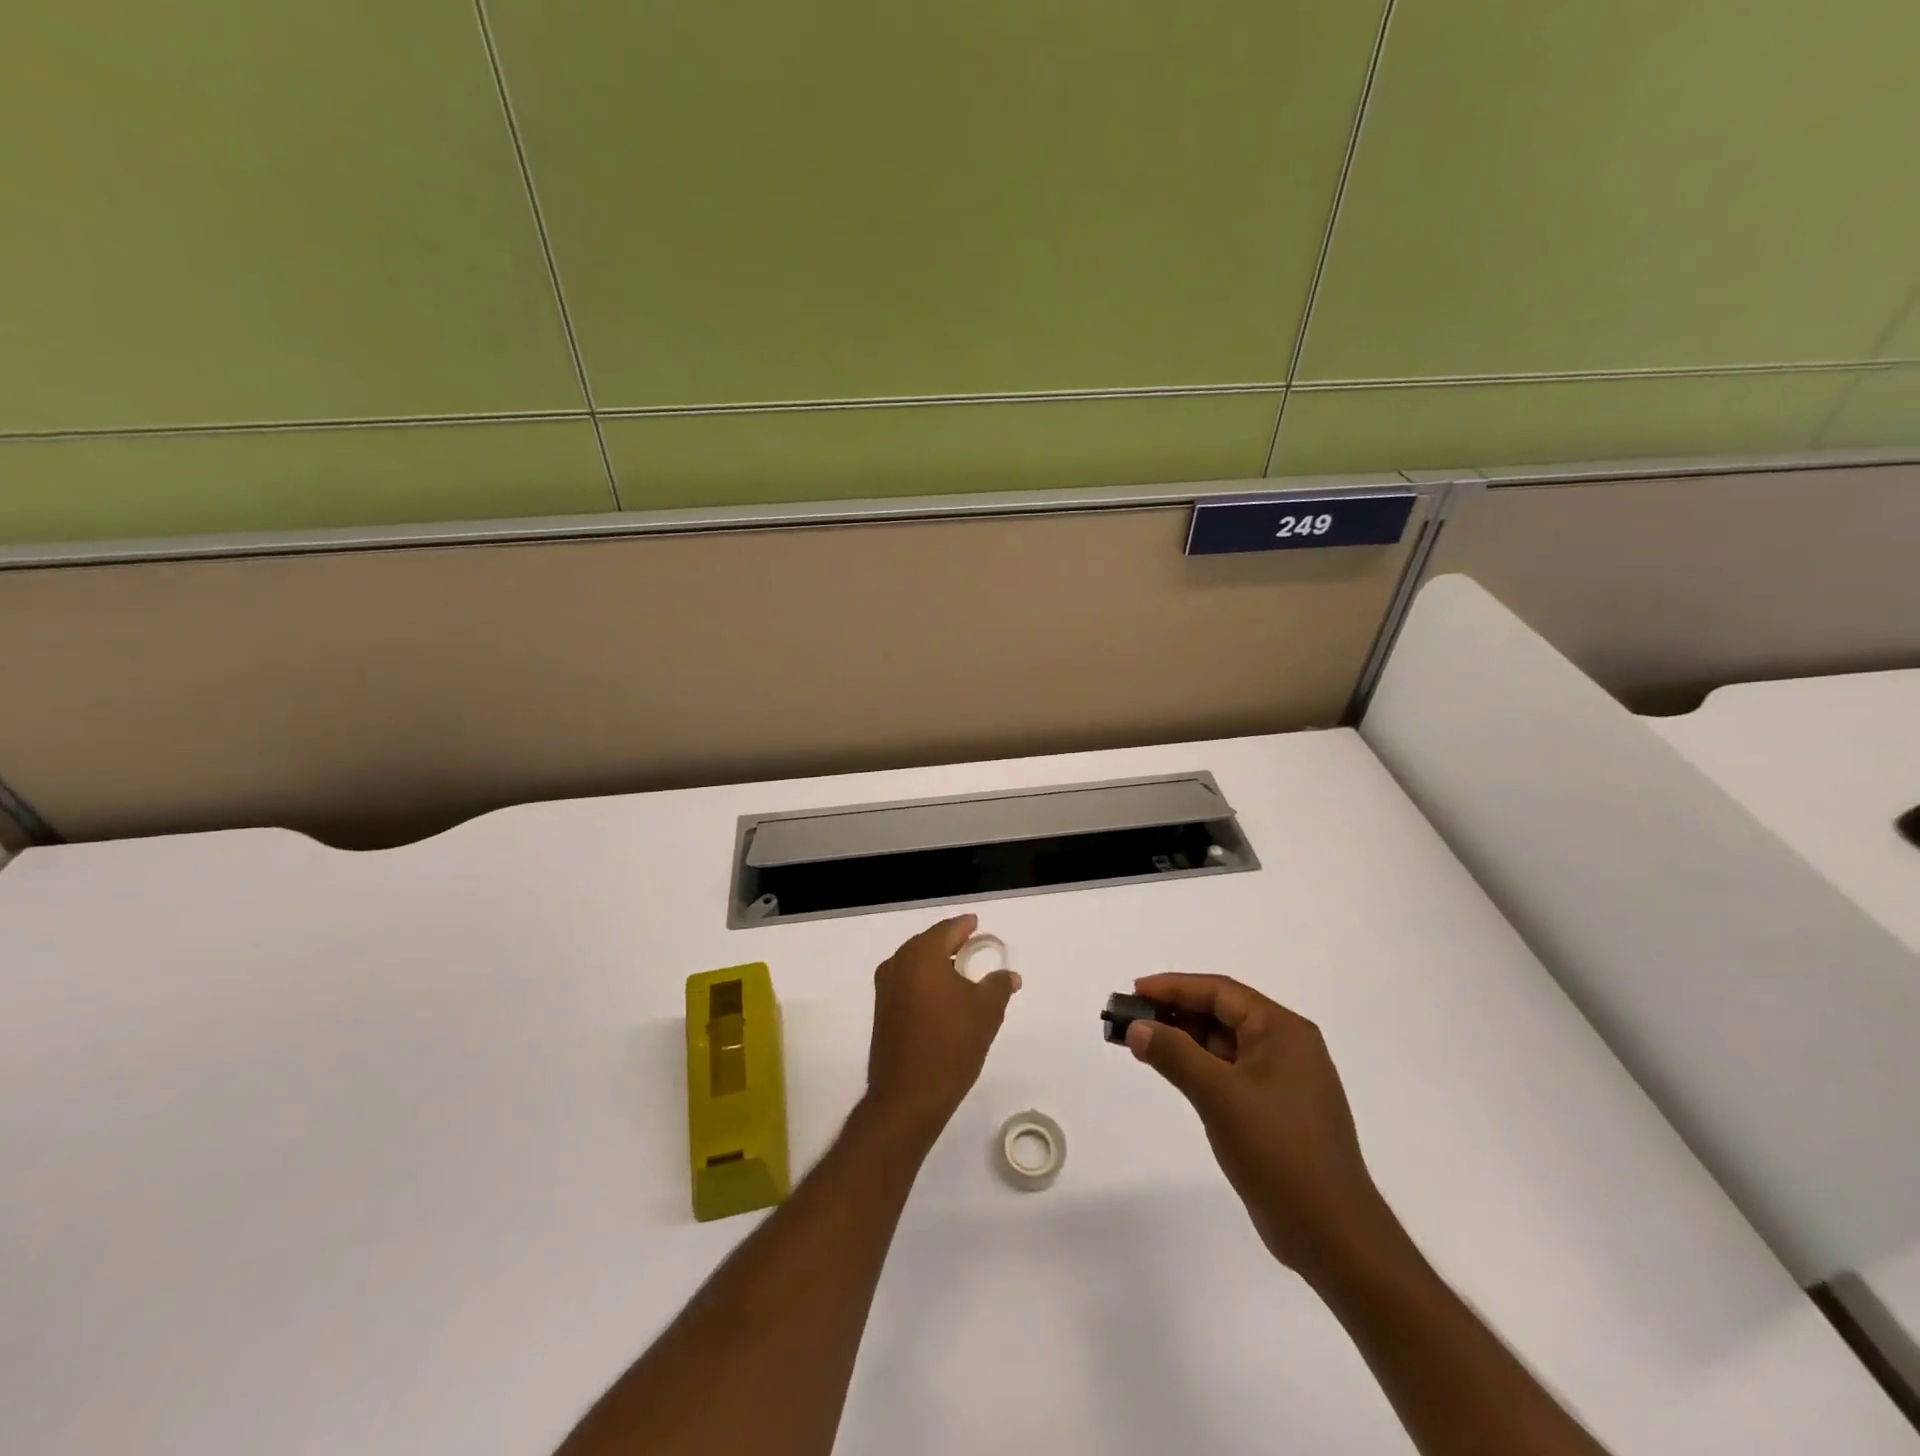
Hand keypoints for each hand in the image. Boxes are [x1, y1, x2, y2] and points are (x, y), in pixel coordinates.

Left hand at [864, 915, 1019, 1146]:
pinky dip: (926, 981)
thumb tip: (1009, 975)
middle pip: (928, 943)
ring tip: (962, 973)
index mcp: (921, 955)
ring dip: (938, 964)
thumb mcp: (986, 1011)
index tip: (977, 925)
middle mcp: (898, 964)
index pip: (947, 929)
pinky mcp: (882, 1011)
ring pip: (915, 963)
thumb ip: (999, 985)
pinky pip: (908, 982)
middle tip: (973, 947)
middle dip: (951, 943)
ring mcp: (886, 988)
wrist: (908, 1097)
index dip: (965, 926)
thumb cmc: (951, 1045)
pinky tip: (944, 997)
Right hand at [1126, 973, 1406, 1285]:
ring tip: (1143, 1043)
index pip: (1221, 991)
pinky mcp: (1278, 1110)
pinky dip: (1200, 1066)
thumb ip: (1174, 1054)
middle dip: (1176, 1012)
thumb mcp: (1219, 1095)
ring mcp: (1285, 1079)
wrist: (1332, 1234)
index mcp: (1283, 1030)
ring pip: (1225, 1043)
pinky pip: (1231, 1071)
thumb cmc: (1277, 1151)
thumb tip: (1137, 1028)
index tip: (1135, 991)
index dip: (1174, 987)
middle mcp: (1288, 1046)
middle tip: (1132, 1018)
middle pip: (1223, 1013)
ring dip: (1185, 1039)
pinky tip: (1174, 1072)